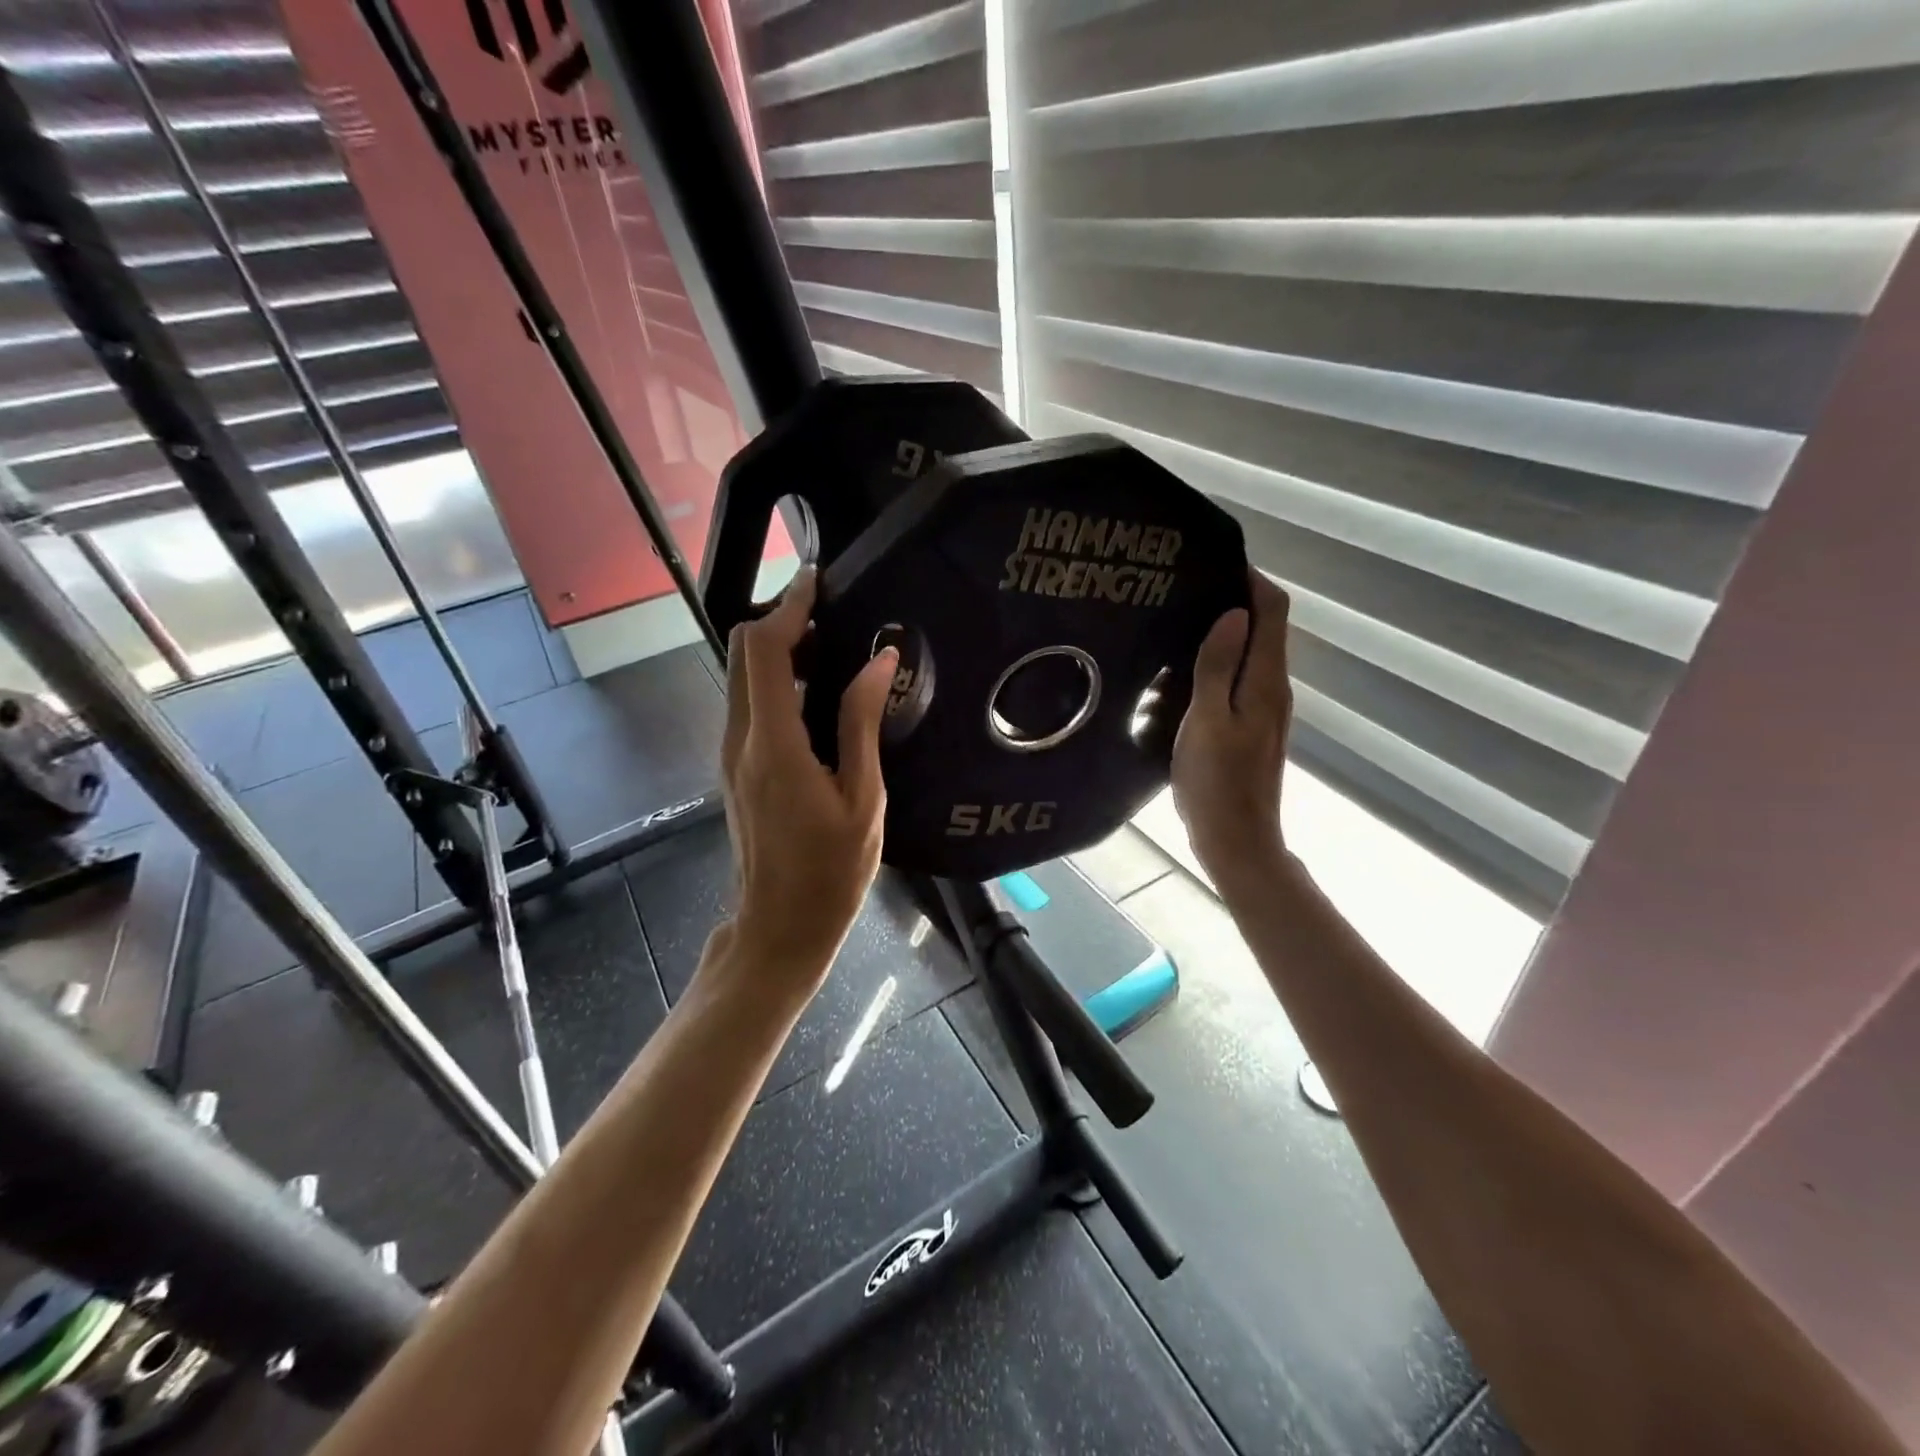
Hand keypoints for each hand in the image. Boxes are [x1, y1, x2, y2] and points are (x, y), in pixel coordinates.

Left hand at [719, 567, 897, 982]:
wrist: (780, 927)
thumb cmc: (832, 871)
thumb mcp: (863, 797)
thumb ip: (862, 723)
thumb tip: (878, 661)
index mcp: (773, 743)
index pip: (763, 649)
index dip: (788, 607)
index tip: (819, 581)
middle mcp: (741, 739)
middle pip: (742, 653)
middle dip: (782, 622)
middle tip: (834, 617)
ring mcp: (732, 754)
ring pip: (742, 678)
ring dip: (779, 652)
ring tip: (835, 651)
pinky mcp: (737, 768)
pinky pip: (750, 705)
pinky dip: (777, 683)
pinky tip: (820, 696)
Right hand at [1172, 571, 1293, 883]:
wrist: (1236, 840)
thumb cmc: (1216, 782)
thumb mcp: (1208, 721)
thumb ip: (1218, 667)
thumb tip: (1233, 613)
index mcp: (1266, 681)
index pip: (1272, 611)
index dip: (1251, 580)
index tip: (1214, 561)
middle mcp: (1274, 688)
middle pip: (1265, 628)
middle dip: (1234, 600)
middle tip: (1186, 588)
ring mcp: (1264, 709)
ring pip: (1250, 653)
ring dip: (1224, 631)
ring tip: (1179, 620)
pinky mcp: (1250, 726)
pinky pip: (1238, 678)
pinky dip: (1218, 662)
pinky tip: (1184, 669)